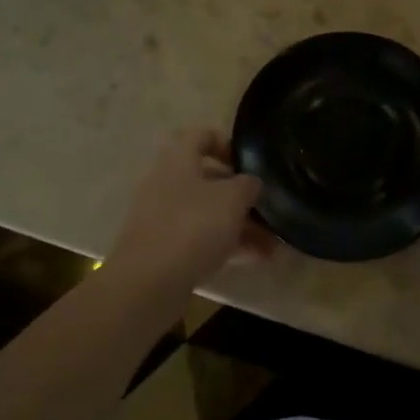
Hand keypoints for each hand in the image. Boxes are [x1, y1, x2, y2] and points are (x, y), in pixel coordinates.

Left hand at [105, 129, 270, 292]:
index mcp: (178, 161)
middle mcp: (166, 184)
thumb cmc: (193, 226)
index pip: (200, 136)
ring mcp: (163, 218)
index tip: (250, 163)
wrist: (147, 283)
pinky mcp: (164, 249)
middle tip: (267, 210)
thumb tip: (250, 183)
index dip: (227, 143)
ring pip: (208, 213)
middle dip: (241, 196)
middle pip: (208, 180)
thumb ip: (248, 185)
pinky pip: (201, 239)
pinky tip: (256, 260)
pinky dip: (227, 246)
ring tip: (272, 244)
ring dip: (240, 225)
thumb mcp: (233, 199)